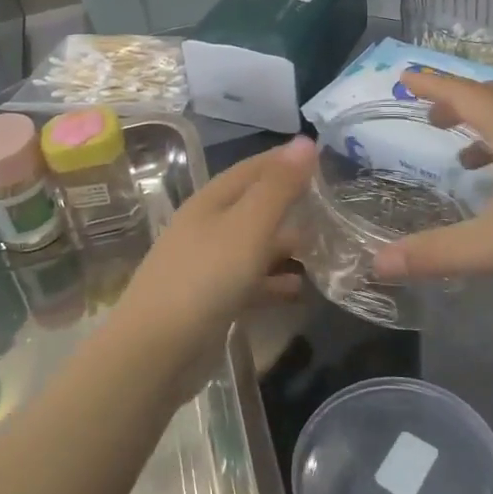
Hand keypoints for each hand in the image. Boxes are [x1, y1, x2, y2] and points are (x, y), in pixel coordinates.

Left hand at [106, 137, 315, 384]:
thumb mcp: (248, 227)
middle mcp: (208, 227)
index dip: (285, 160)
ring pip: (255, 245)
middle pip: (255, 206)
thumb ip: (278, 187)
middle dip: (292, 205)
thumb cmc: (205, 278)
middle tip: (336, 208)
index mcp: (211, 201)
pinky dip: (275, 282)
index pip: (253, 168)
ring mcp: (208, 265)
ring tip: (327, 250)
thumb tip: (305, 141)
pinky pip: (251, 282)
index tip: (324, 155)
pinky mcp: (213, 300)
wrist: (156, 351)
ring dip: (287, 246)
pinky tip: (301, 290)